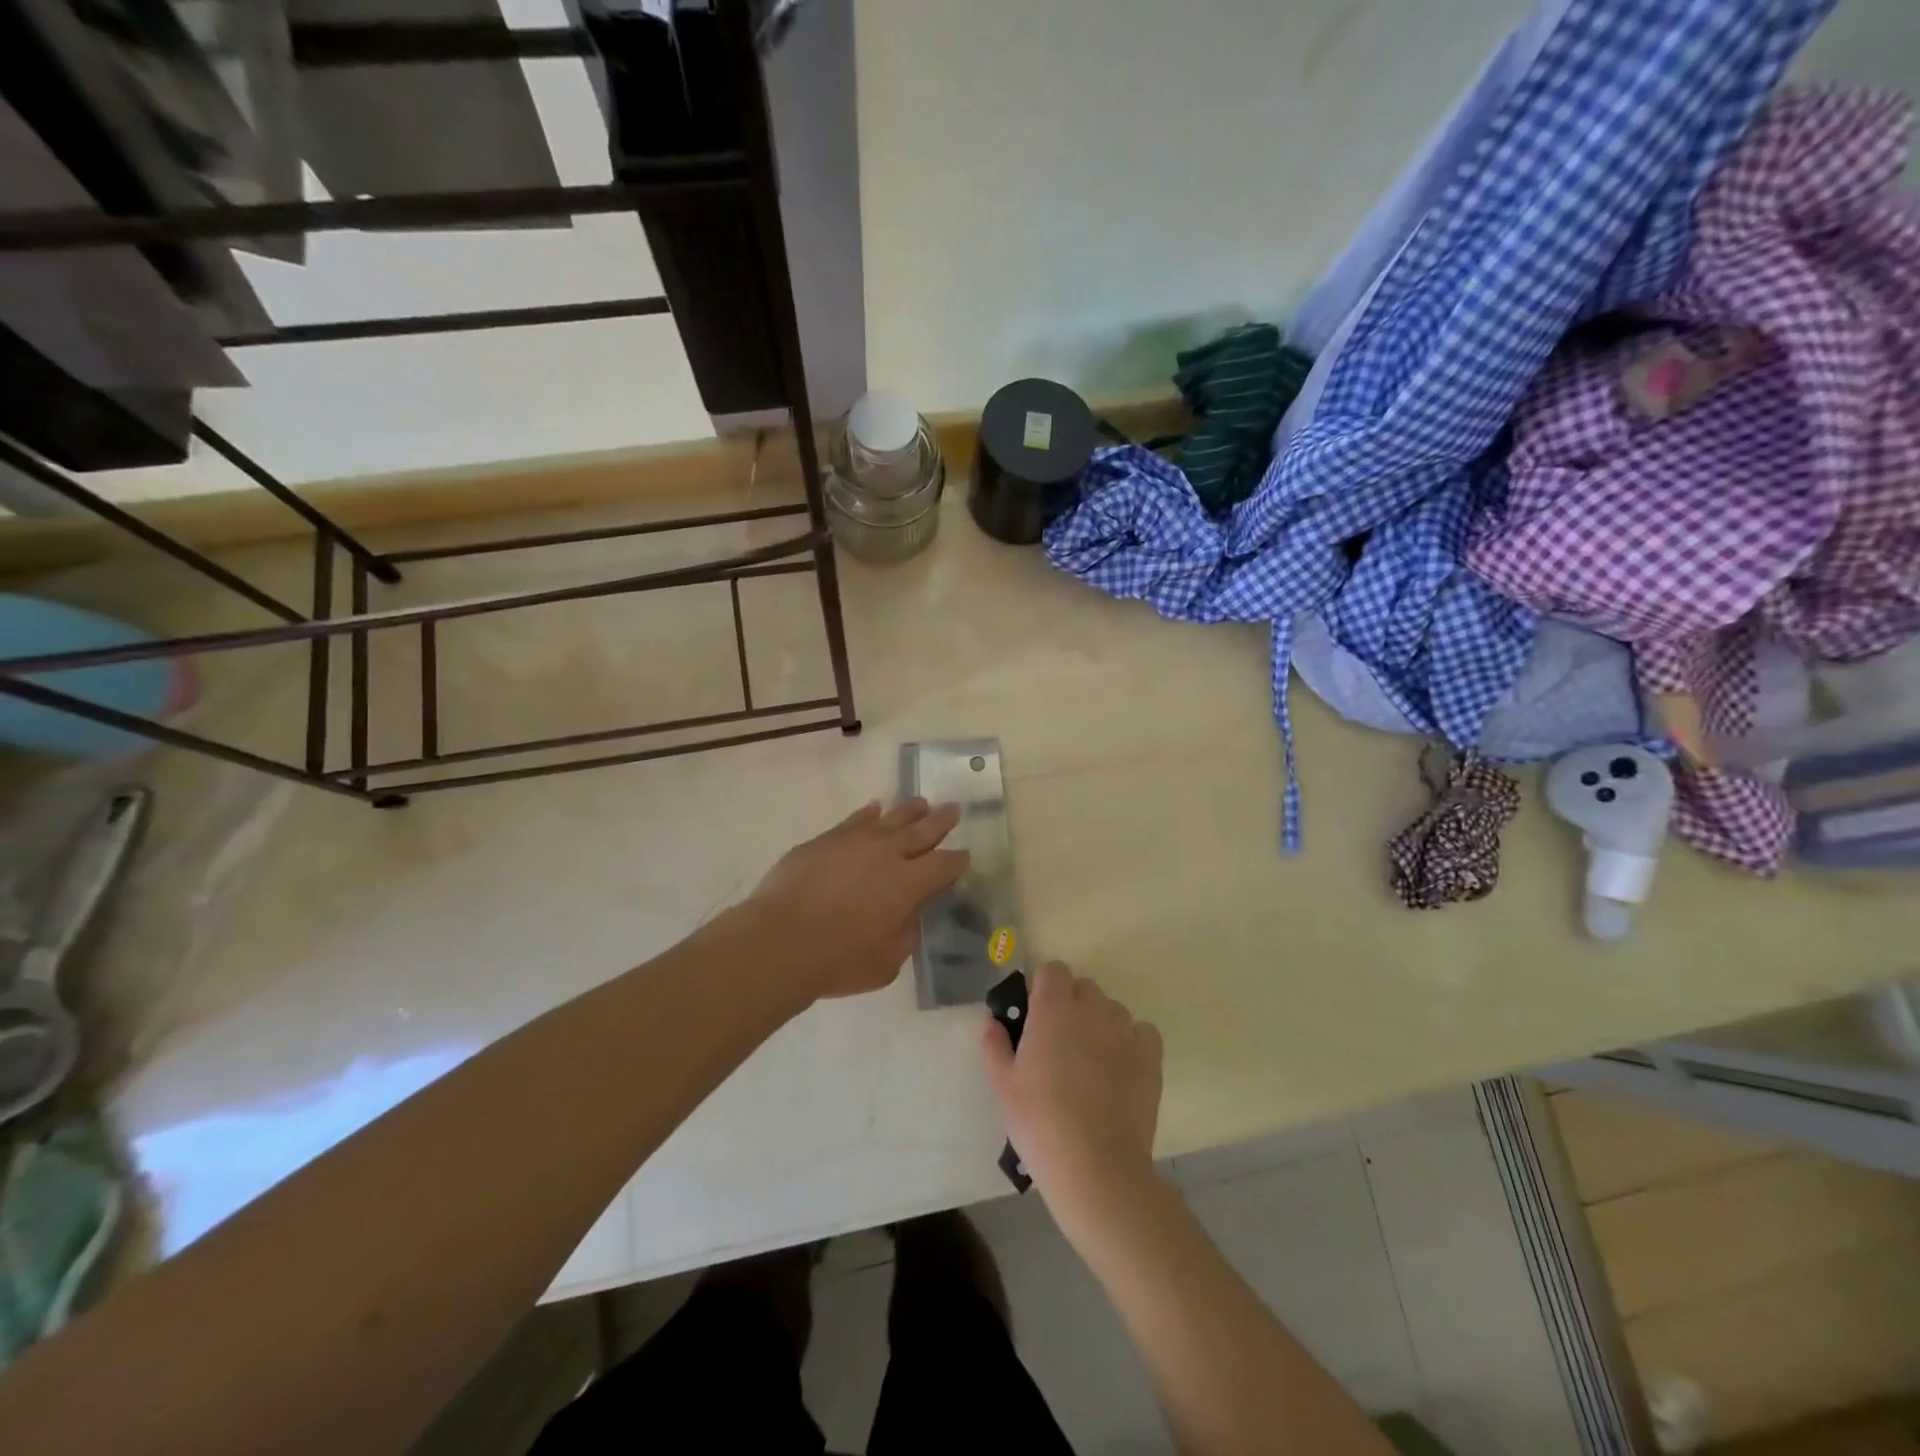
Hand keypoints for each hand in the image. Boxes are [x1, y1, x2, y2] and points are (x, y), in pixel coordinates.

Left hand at [745, 798, 968, 1002]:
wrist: (779, 941)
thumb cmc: (838, 960)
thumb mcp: (887, 962)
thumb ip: (905, 934)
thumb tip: (909, 915)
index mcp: (909, 884)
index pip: (944, 865)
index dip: (957, 861)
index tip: (964, 856)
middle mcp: (887, 854)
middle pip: (922, 831)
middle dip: (940, 821)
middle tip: (953, 809)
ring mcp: (854, 842)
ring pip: (889, 819)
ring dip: (909, 811)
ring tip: (921, 803)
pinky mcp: (824, 841)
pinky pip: (853, 821)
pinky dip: (867, 814)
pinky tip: (873, 809)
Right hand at [982, 962, 1163, 1232]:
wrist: (1095, 1166)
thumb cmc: (1040, 1122)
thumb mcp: (1003, 1086)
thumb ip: (995, 1046)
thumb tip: (993, 1022)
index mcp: (1052, 1008)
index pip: (1052, 970)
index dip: (1044, 987)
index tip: (1036, 1015)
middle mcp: (1091, 1008)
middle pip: (1083, 987)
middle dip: (1071, 1004)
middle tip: (1059, 1043)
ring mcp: (1124, 1030)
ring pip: (1111, 1009)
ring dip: (1099, 1023)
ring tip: (1090, 1062)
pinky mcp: (1150, 1055)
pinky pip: (1141, 1032)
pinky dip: (1131, 1041)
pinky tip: (1120, 1069)